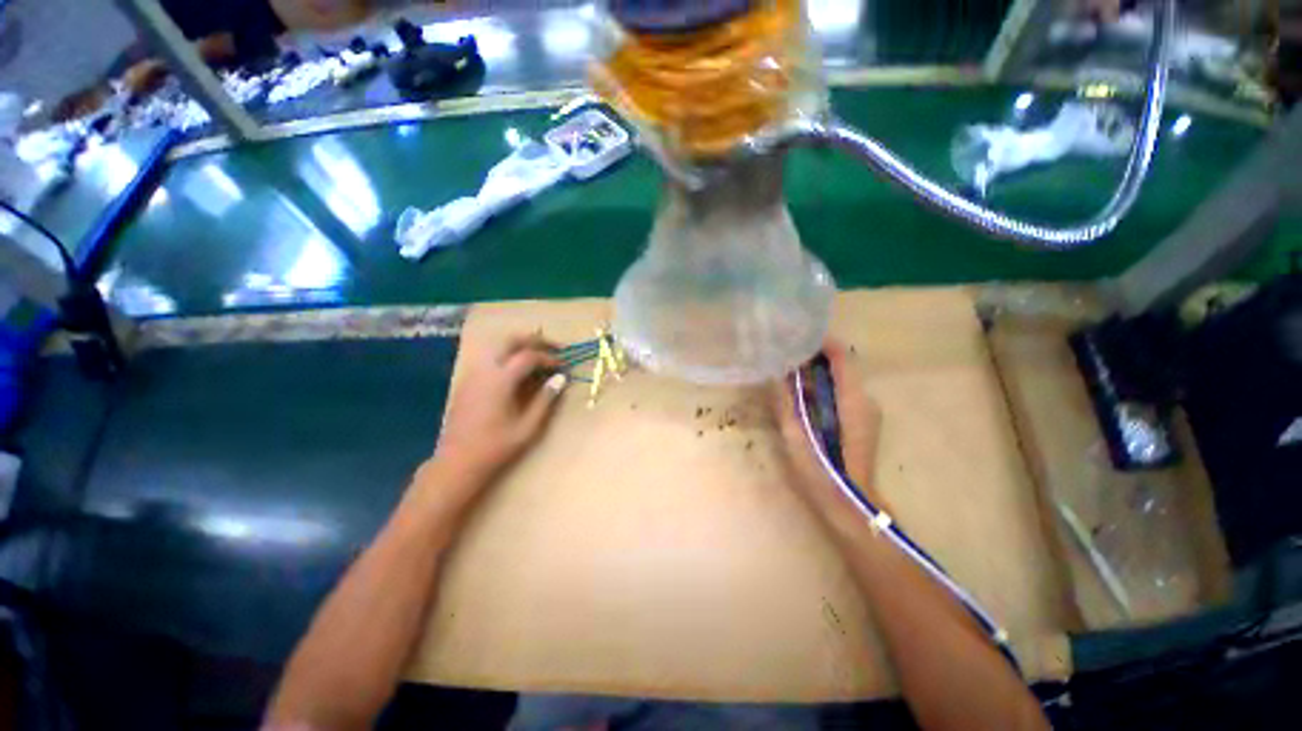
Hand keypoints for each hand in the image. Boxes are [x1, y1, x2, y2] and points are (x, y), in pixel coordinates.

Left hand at [432, 335, 567, 482]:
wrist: (457, 462)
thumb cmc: (496, 447)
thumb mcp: (528, 426)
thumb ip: (546, 399)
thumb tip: (561, 378)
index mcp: (500, 380)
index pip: (528, 356)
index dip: (548, 357)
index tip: (562, 364)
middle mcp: (484, 371)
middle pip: (509, 340)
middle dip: (533, 339)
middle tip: (552, 346)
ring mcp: (473, 374)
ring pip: (496, 346)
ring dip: (519, 344)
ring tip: (538, 354)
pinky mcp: (467, 382)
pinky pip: (489, 357)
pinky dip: (507, 355)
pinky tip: (517, 370)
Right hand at [770, 339, 883, 512]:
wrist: (849, 504)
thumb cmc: (821, 470)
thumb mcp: (795, 434)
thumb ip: (784, 401)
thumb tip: (774, 373)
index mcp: (853, 399)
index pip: (841, 356)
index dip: (821, 342)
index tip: (796, 336)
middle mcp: (866, 399)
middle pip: (842, 365)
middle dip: (814, 356)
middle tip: (786, 353)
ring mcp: (867, 411)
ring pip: (842, 379)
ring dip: (818, 371)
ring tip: (789, 370)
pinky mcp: (863, 421)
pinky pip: (843, 393)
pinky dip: (824, 386)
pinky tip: (803, 393)